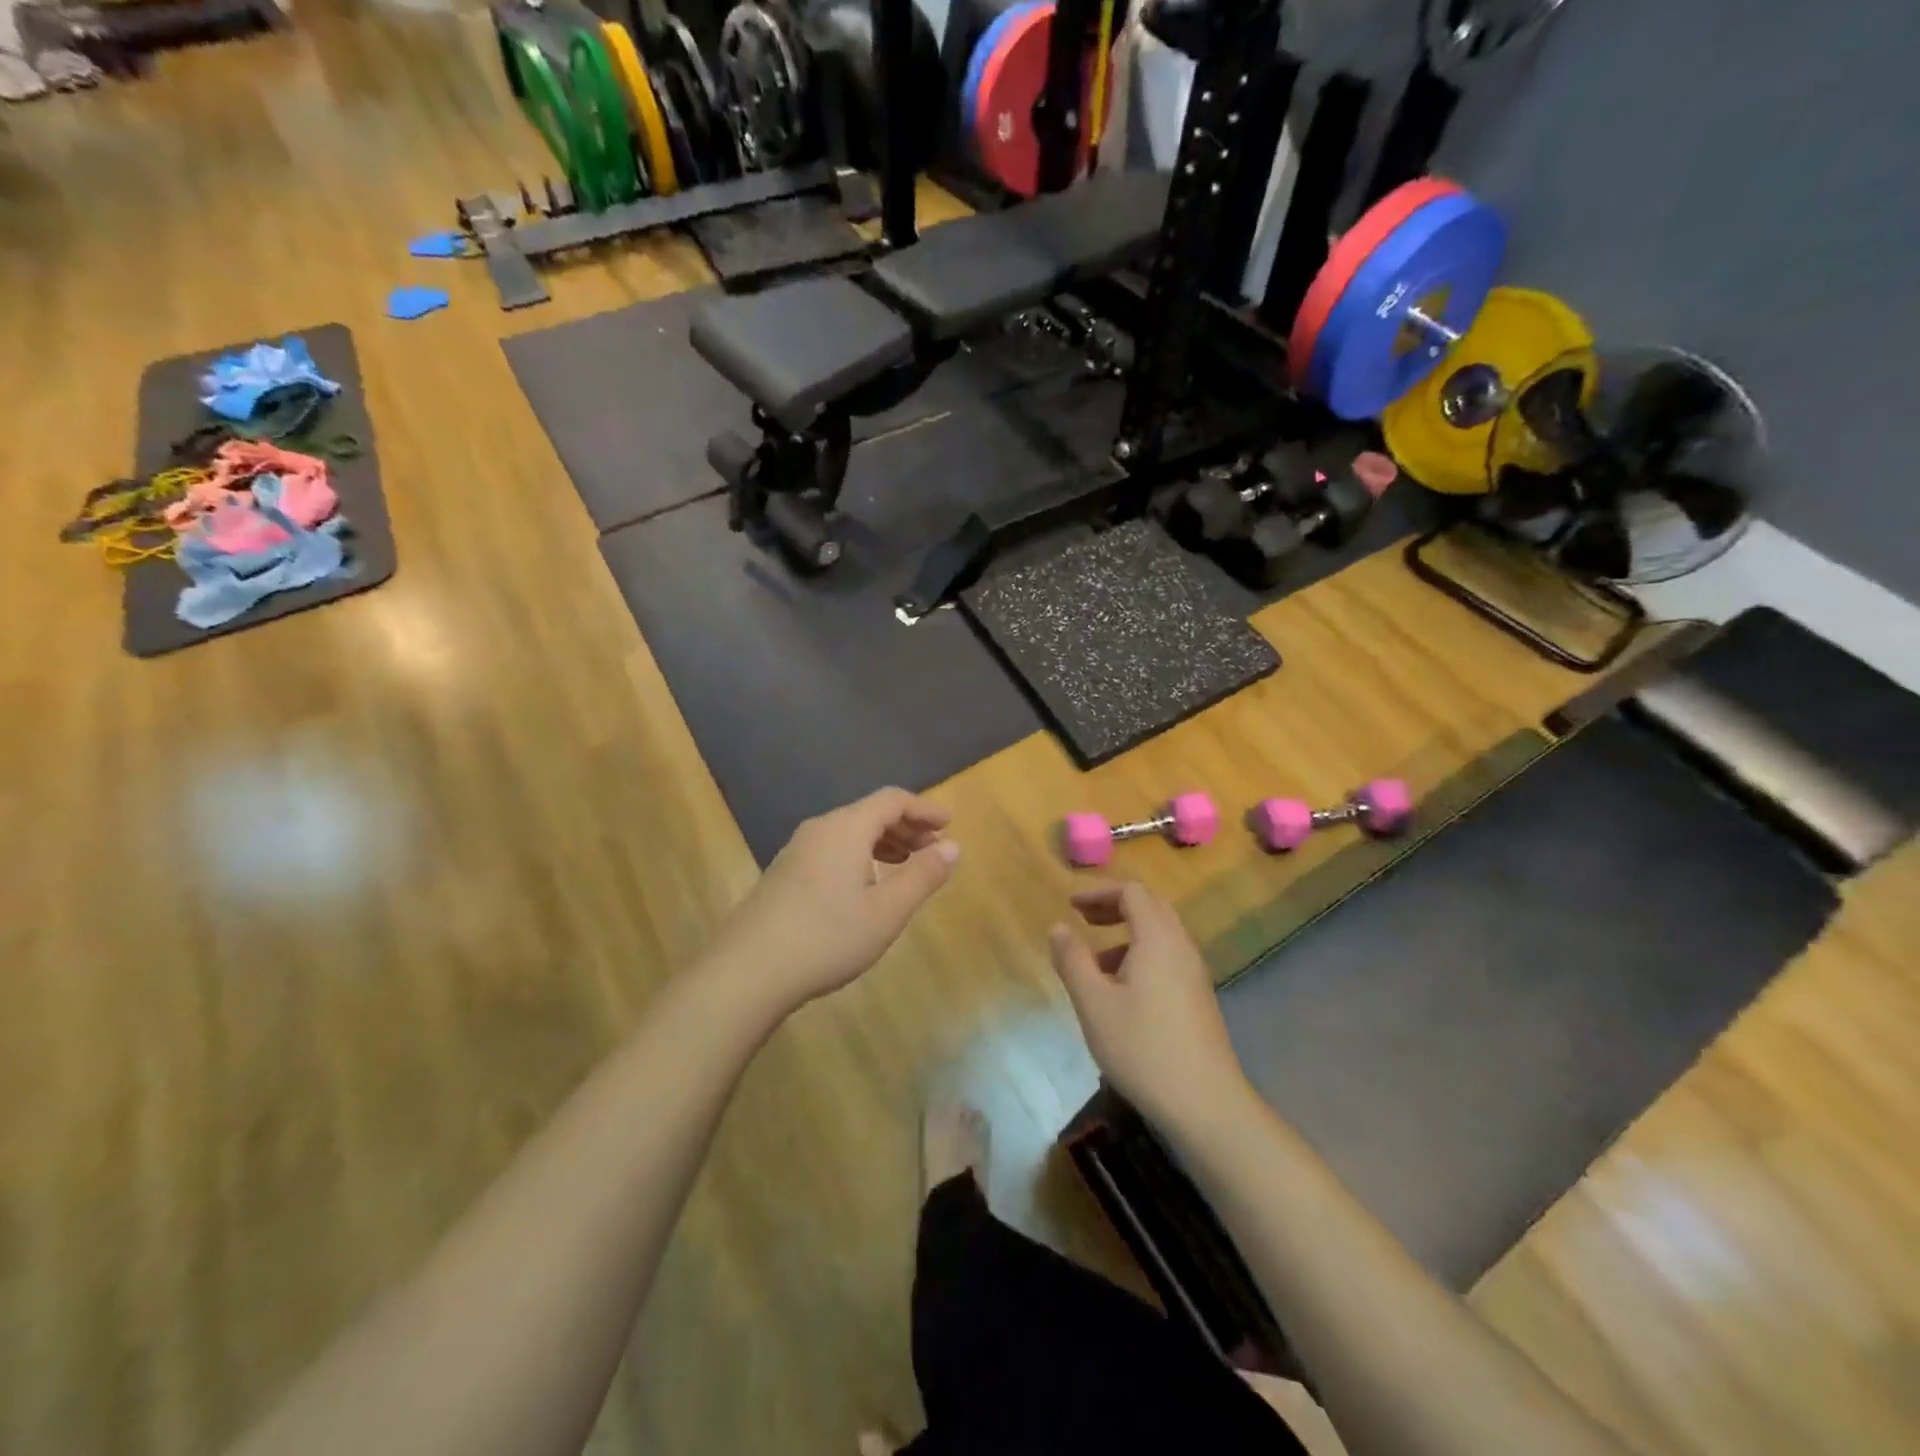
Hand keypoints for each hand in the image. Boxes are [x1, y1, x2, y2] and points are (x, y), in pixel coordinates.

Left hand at [709, 788, 958, 1015]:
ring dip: (883, 841)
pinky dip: (860, 854)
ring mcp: (797, 850)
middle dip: (906, 825)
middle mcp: (820, 829)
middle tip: (933, 846)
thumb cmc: (827, 937)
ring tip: (906, 862)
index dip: (924, 808)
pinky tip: (865, 885)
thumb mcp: (887, 911)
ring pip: (849, 832)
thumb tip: (953, 846)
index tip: (948, 824)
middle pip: (869, 812)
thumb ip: (923, 876)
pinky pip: (832, 848)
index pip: (892, 800)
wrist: (747, 970)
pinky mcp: (784, 873)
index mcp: (846, 828)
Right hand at [1049, 882, 1250, 1129]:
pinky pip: (1168, 958)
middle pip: (1151, 907)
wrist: (1206, 1104)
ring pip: (1160, 935)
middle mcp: (1181, 947)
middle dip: (1114, 907)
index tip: (1070, 906)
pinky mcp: (1198, 998)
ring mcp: (1194, 974)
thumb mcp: (1094, 1004)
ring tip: (1095, 963)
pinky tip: (1121, 992)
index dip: (1099, 893)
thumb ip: (1072, 960)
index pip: (1132, 892)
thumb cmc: (1142, 1049)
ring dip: (1127, 934)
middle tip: (1083, 921)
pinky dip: (1141, 956)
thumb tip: (1058, 927)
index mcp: (1158, 939)